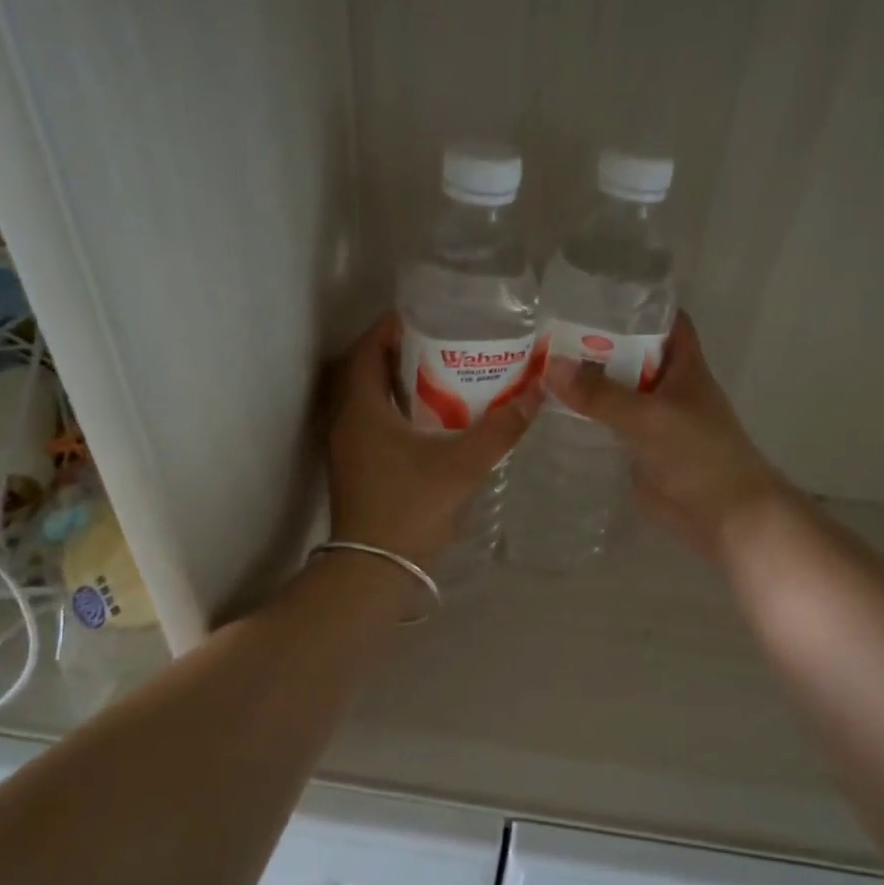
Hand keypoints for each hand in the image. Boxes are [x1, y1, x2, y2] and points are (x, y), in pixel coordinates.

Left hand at [322, 312, 537, 564]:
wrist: (374, 571)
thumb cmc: (411, 508)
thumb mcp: (462, 465)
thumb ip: (500, 430)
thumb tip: (536, 395)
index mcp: (362, 409)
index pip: (367, 349)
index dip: (391, 326)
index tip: (426, 313)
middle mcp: (347, 421)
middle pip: (368, 370)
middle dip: (400, 350)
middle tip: (442, 340)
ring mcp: (349, 447)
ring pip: (371, 398)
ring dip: (399, 381)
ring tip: (443, 372)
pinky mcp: (357, 468)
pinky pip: (375, 422)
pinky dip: (399, 410)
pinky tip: (433, 420)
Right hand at [547, 311, 787, 560]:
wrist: (723, 516)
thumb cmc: (697, 454)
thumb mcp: (648, 416)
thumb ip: (600, 393)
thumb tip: (550, 367)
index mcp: (683, 366)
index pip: (664, 321)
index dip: (636, 305)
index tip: (593, 296)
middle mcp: (668, 386)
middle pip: (632, 354)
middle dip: (597, 343)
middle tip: (547, 331)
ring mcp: (653, 419)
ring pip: (618, 390)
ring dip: (588, 381)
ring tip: (539, 364)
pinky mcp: (639, 449)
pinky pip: (610, 424)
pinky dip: (587, 416)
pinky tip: (553, 410)